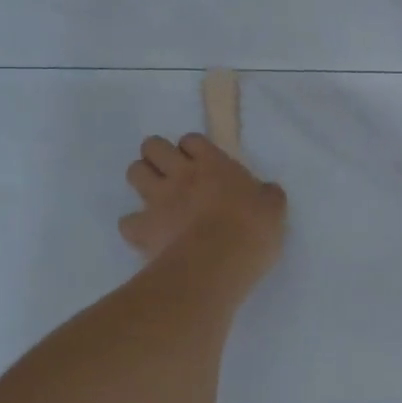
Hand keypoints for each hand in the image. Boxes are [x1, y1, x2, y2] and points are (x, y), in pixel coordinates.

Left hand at [120, 133, 286, 287]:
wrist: (217, 262)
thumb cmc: (252, 231)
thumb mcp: (274, 209)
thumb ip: (267, 195)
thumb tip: (266, 192)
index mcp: (213, 165)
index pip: (191, 140)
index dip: (192, 149)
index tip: (200, 163)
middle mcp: (181, 175)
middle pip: (153, 146)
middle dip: (157, 155)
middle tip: (170, 173)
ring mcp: (158, 199)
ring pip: (134, 172)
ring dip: (142, 180)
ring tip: (155, 196)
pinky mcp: (143, 228)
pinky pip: (127, 222)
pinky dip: (134, 226)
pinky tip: (146, 235)